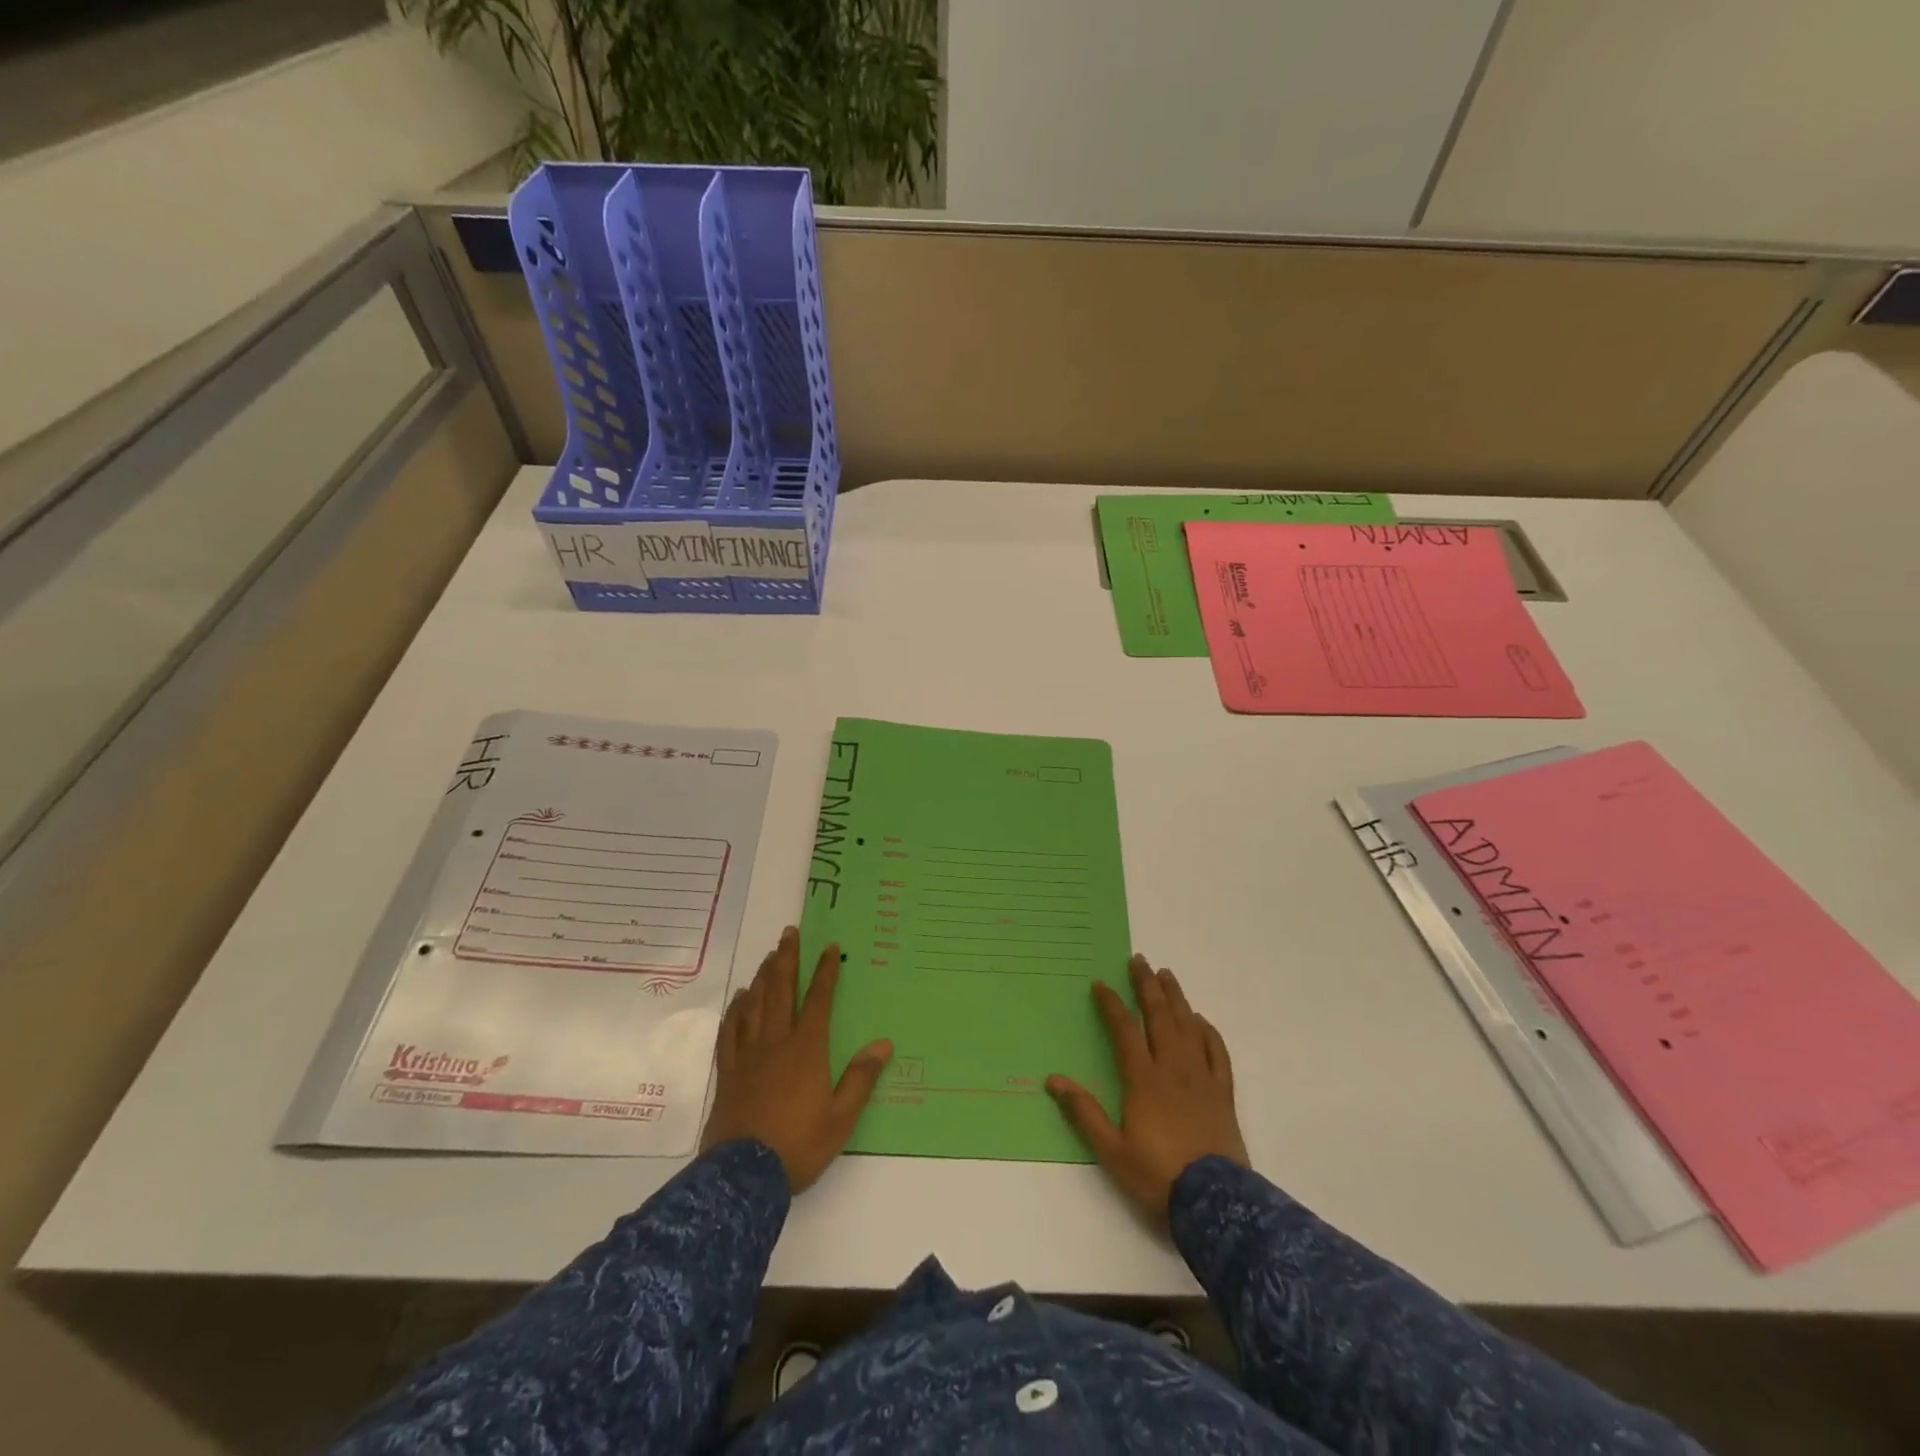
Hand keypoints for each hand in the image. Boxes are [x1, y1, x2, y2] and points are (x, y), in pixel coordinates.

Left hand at [700, 927, 892, 1192]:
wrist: (743, 1176)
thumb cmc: (799, 1145)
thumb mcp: (841, 1118)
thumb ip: (861, 1078)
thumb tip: (883, 1044)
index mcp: (807, 1049)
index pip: (818, 1000)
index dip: (825, 972)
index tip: (829, 947)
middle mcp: (776, 1042)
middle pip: (781, 991)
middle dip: (787, 959)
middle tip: (789, 933)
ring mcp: (748, 1056)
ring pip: (754, 1005)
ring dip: (763, 977)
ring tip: (768, 956)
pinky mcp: (728, 1073)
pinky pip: (730, 1032)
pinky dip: (736, 1011)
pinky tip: (739, 999)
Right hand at [1048, 953, 1247, 1223]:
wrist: (1215, 1202)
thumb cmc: (1158, 1174)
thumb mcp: (1112, 1150)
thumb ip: (1084, 1112)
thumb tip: (1054, 1079)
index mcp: (1143, 1079)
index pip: (1125, 1030)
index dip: (1112, 1004)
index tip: (1101, 983)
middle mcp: (1172, 1068)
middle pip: (1159, 1017)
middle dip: (1147, 986)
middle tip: (1140, 960)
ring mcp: (1202, 1077)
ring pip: (1188, 1026)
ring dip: (1176, 998)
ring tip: (1167, 975)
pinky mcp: (1223, 1092)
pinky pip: (1217, 1052)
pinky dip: (1208, 1031)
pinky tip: (1201, 1020)